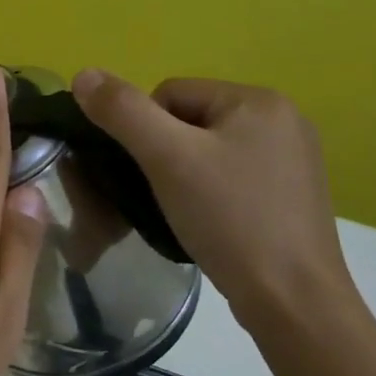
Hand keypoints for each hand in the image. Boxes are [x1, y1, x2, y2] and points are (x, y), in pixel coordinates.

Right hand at [71, 71, 360, 332]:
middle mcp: (283, 120)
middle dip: (165, 154)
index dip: (144, 131)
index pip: (170, 94)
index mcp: (259, 100)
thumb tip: (82, 74)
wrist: (292, 300)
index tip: (150, 172)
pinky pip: (230, 176)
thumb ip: (122, 111)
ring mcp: (292, 159)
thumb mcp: (166, 158)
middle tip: (163, 194)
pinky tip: (209, 221)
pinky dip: (209, 193)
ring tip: (183, 211)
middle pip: (188, 120)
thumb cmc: (230, 218)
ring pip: (206, 150)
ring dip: (183, 174)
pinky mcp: (291, 194)